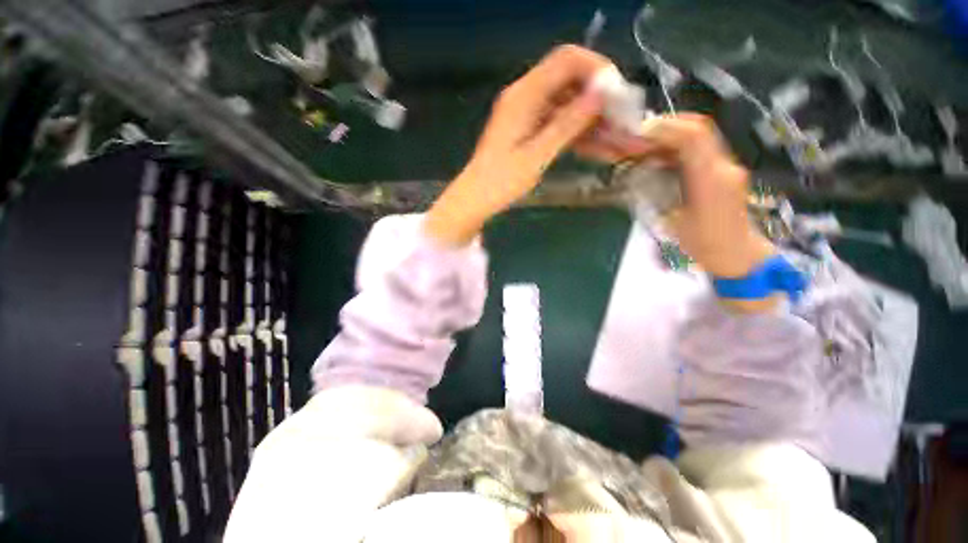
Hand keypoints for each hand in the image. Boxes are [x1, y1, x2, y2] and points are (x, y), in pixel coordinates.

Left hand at [425, 45, 610, 245]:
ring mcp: (527, 114)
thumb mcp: (537, 154)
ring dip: (592, 122)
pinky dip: (578, 134)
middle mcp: (525, 96)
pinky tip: (598, 150)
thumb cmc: (501, 181)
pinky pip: (559, 124)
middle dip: (599, 100)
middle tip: (623, 123)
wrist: (476, 198)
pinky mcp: (528, 130)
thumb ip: (568, 123)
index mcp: (524, 95)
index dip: (597, 69)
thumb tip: (601, 93)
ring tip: (618, 142)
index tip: (618, 94)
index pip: (567, 59)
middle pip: (570, 82)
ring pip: (568, 106)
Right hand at [632, 114, 775, 278]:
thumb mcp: (671, 221)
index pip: (693, 137)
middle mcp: (725, 166)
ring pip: (701, 136)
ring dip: (672, 135)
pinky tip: (662, 158)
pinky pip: (702, 148)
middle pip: (699, 129)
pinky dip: (679, 147)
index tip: (639, 133)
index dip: (665, 128)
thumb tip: (640, 174)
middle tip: (638, 137)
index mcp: (711, 180)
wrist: (737, 254)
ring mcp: (728, 166)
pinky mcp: (725, 171)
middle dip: (667, 126)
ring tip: (646, 146)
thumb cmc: (703, 245)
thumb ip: (657, 194)